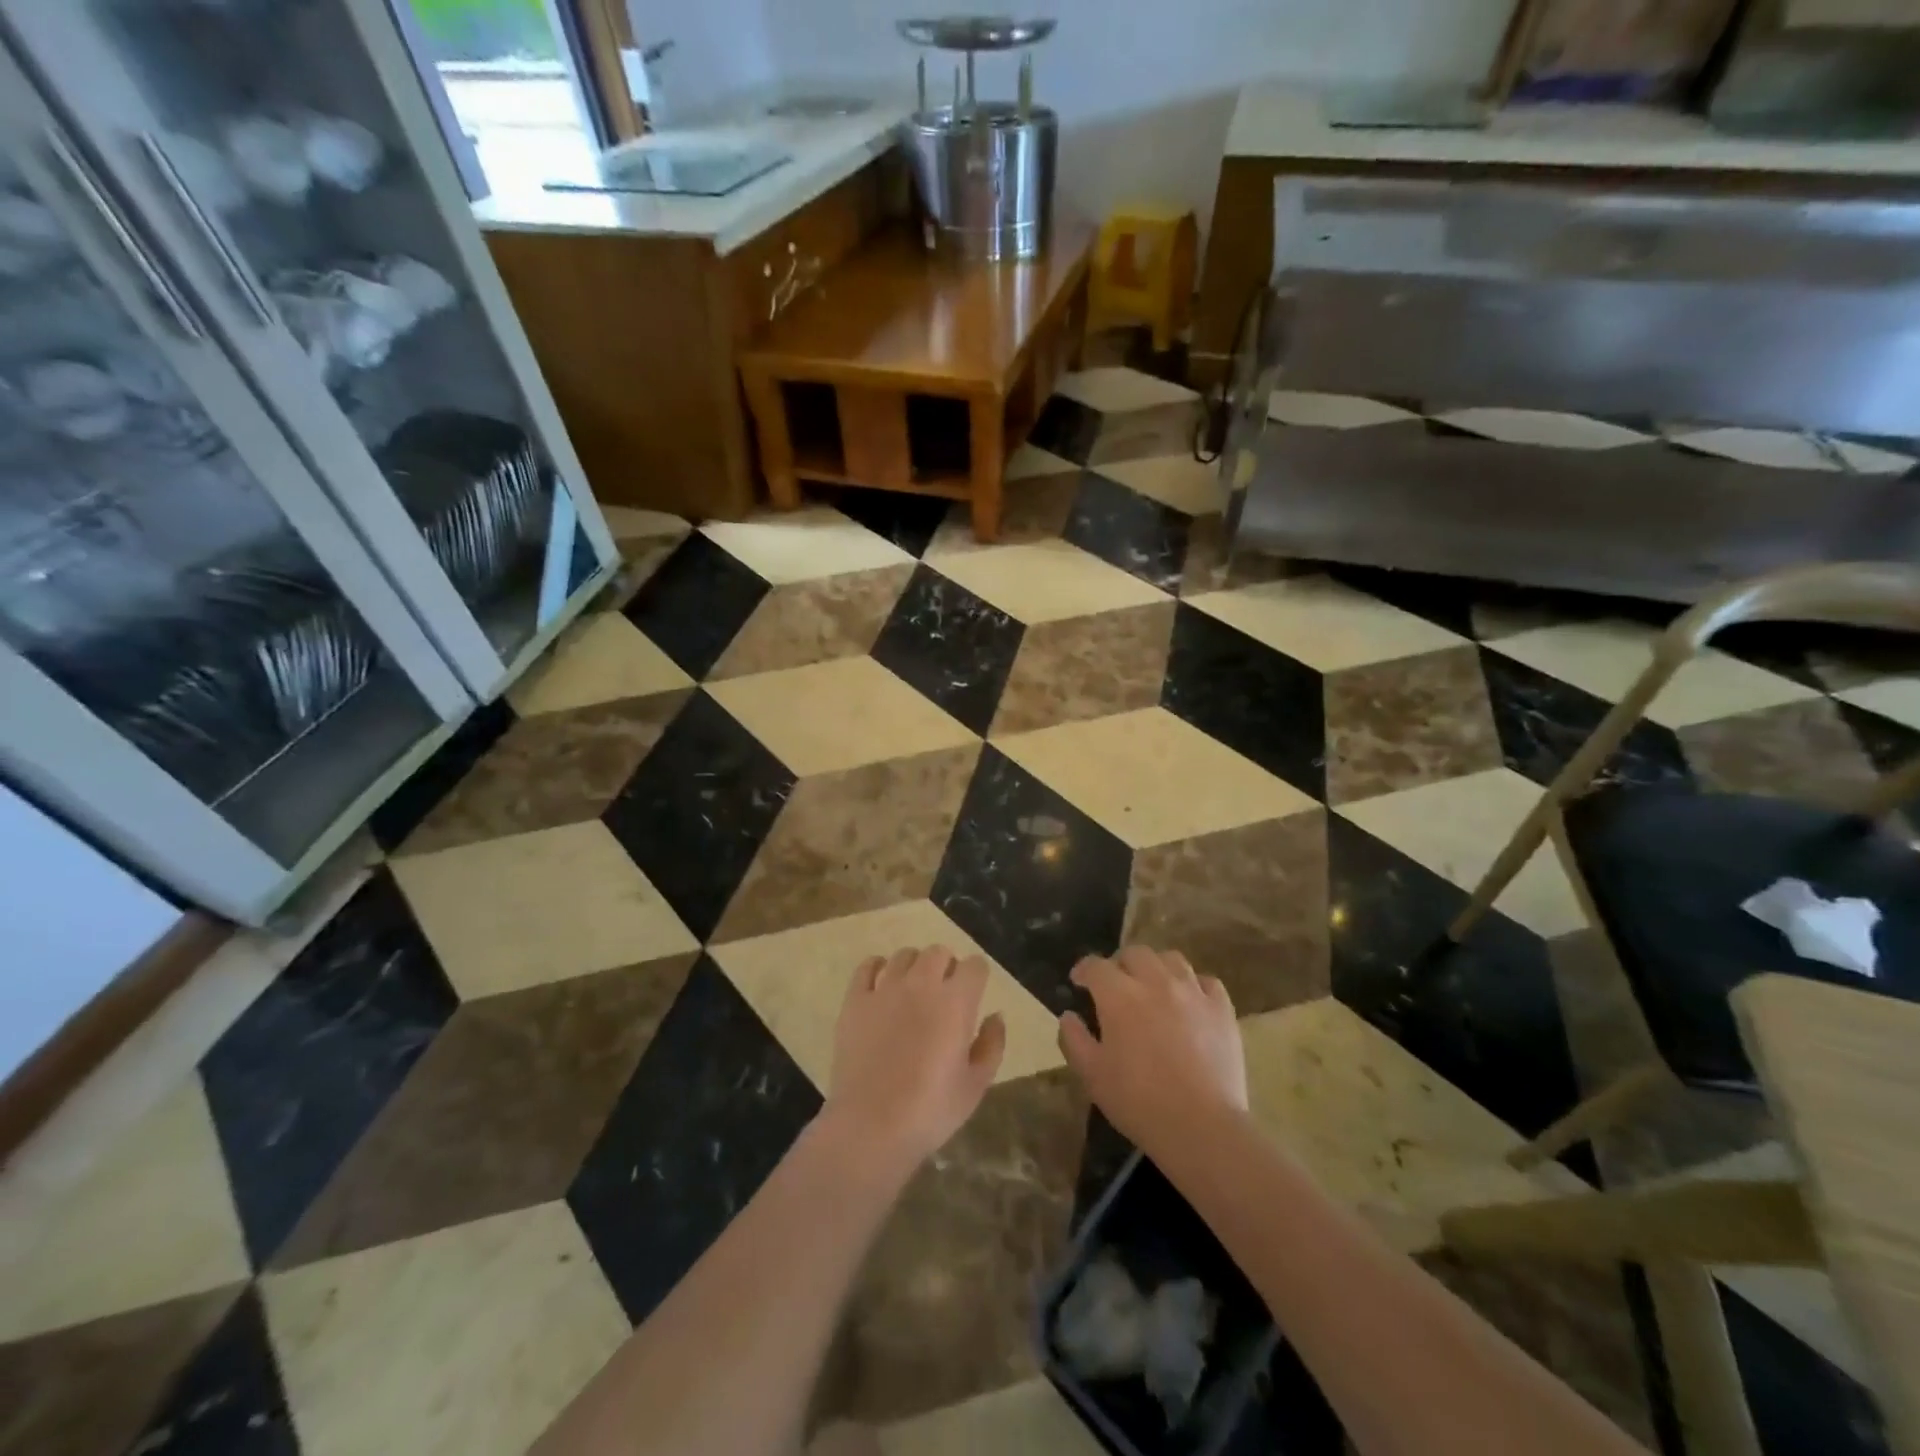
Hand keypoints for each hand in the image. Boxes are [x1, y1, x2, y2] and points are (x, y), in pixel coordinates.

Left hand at [820, 945, 1005, 1178]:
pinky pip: (867, 966)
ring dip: (915, 967)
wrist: (871, 1126)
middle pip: (939, 952)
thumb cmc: (930, 1110)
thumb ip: (992, 1044)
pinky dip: (877, 968)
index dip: (977, 977)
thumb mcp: (975, 1085)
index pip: (975, 965)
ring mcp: (885, 989)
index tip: (974, 994)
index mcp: (956, 1001)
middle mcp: (921, 984)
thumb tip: (996, 1015)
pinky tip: (881, 986)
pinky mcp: (855, 1000)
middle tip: (944, 994)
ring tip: (913, 990)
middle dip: (947, 967)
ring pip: (904, 955)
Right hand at [1058, 946, 1247, 1157]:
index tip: (1079, 982)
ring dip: (1156, 967)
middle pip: (1135, 953)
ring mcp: (1193, 993)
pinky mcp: (1222, 1010)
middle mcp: (1156, 982)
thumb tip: (1069, 1016)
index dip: (1084, 970)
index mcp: (1120, 996)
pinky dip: (1193, 985)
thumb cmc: (1139, 1102)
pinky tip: (1189, 1002)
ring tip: (1152, 987)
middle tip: (1116, 985)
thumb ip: (1074, 1039)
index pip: (1096, 966)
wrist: (1202, 1127)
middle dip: (1120, 964)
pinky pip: (1207, 982)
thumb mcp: (1092, 1075)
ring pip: (1172, 959)